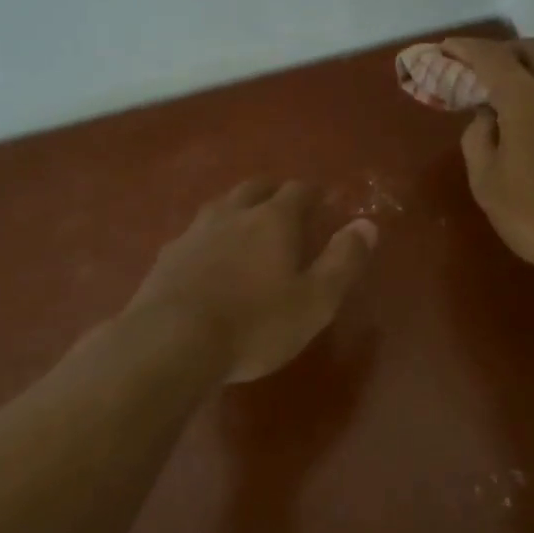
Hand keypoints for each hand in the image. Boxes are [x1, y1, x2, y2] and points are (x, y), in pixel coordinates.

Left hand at [127, 180, 377, 383]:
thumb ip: (343, 260)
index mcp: (273, 219)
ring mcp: (194, 233)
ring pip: (221, 206)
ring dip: (238, 210)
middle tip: (285, 206)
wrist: (171, 343)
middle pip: (255, 188)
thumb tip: (367, 225)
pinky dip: (209, 238)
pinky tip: (208, 259)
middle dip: (273, 192)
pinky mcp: (166, 257)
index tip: (323, 201)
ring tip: (246, 227)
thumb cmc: (255, 324)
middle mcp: (232, 214)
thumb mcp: (315, 300)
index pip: (298, 190)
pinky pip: (194, 235)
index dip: (314, 193)